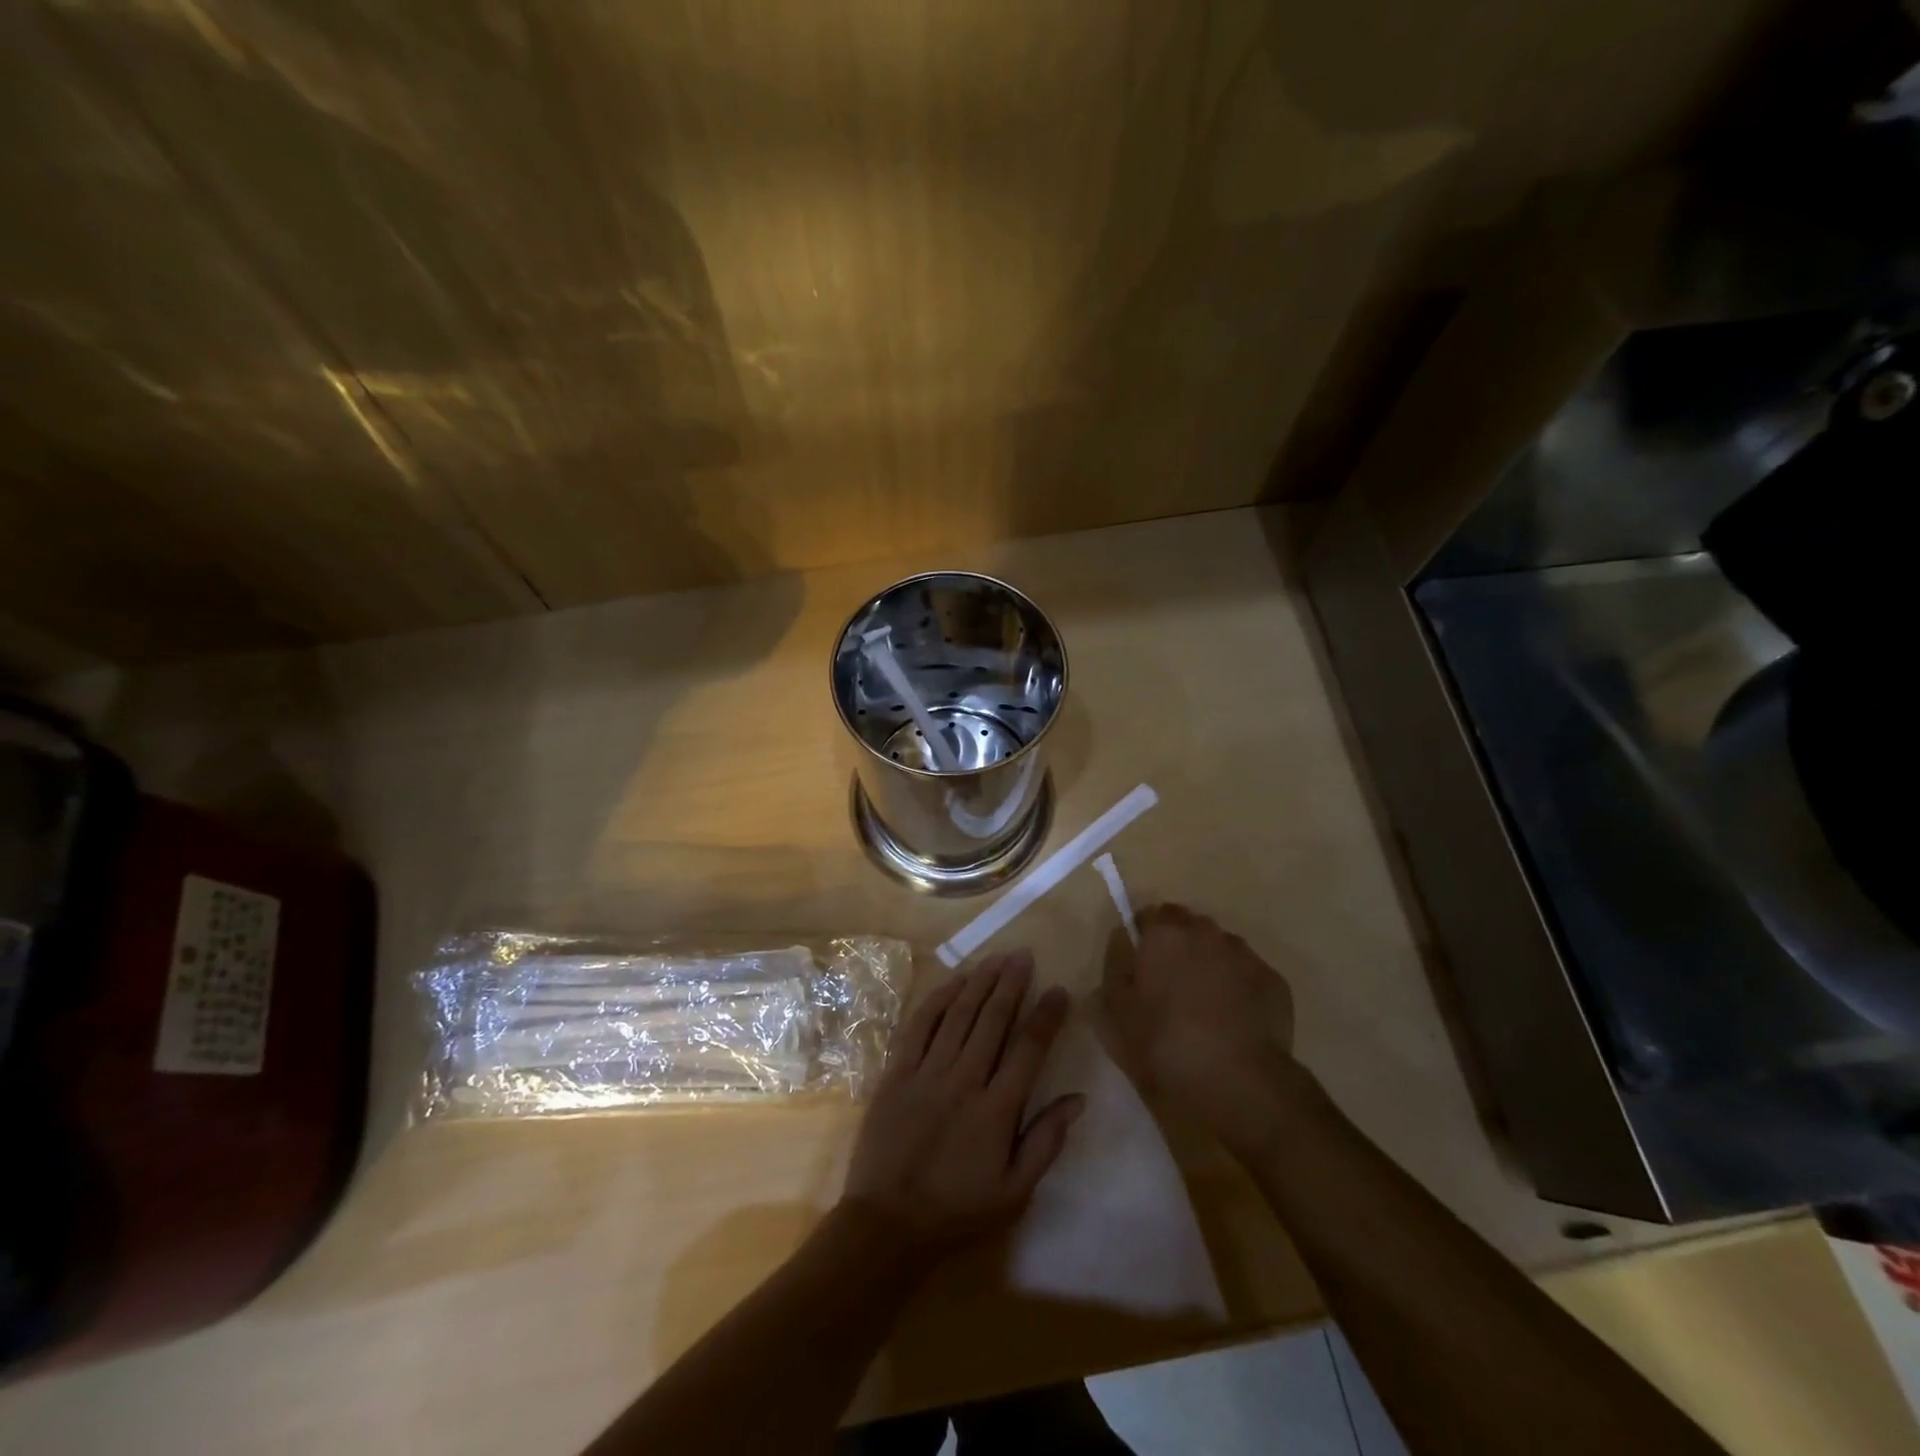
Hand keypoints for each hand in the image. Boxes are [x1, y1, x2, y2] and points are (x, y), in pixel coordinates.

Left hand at [841, 951, 1083, 1266]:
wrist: (887, 1223)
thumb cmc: (957, 1210)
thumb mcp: (1014, 1192)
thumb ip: (1046, 1142)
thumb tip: (1077, 1099)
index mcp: (997, 1110)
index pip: (1028, 1050)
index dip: (1046, 1017)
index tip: (1059, 991)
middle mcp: (964, 1080)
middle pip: (993, 1020)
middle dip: (1012, 984)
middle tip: (1025, 956)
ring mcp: (927, 1072)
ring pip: (959, 1015)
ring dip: (980, 982)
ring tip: (997, 957)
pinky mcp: (897, 1072)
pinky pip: (920, 1025)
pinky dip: (938, 999)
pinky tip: (954, 981)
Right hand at [1097, 903, 1296, 1139]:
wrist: (1239, 1084)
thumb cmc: (1165, 1046)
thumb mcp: (1115, 1015)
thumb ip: (1114, 970)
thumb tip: (1123, 945)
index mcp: (1163, 935)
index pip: (1150, 914)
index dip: (1143, 937)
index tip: (1140, 965)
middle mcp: (1205, 933)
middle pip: (1188, 927)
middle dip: (1178, 947)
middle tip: (1170, 986)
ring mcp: (1244, 955)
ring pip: (1220, 948)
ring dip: (1210, 965)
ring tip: (1205, 1006)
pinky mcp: (1274, 982)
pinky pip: (1247, 974)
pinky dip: (1239, 988)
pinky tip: (1234, 1021)